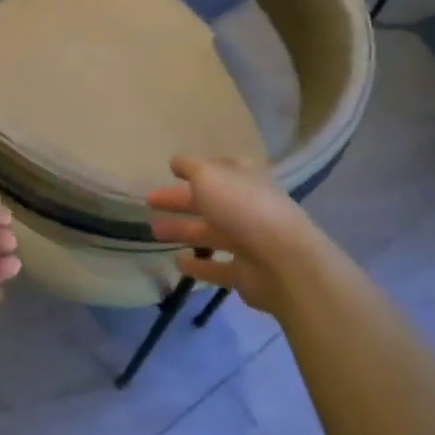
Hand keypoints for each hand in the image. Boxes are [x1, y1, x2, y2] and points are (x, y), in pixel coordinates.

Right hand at [146, 155, 338, 314]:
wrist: (283, 261)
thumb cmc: (242, 208)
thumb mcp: (209, 176)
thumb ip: (189, 166)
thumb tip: (176, 160)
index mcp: (244, 180)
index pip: (220, 169)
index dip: (197, 169)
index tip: (173, 170)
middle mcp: (248, 208)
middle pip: (209, 201)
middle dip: (180, 200)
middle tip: (150, 201)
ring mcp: (249, 242)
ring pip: (210, 233)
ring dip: (183, 231)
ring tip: (154, 232)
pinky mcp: (246, 274)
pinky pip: (217, 267)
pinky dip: (198, 266)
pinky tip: (177, 263)